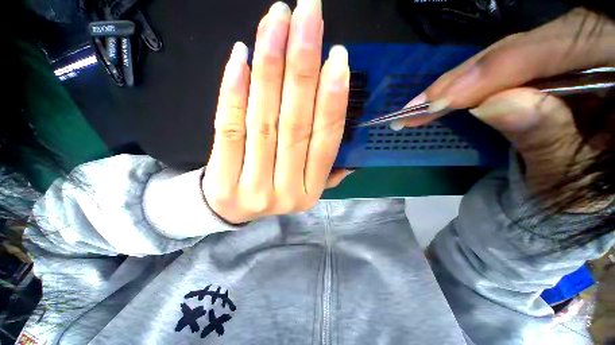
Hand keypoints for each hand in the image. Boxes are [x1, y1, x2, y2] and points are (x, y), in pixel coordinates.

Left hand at [202, 0, 350, 223]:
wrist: (230, 211)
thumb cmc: (270, 192)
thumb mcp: (303, 186)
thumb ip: (325, 169)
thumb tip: (348, 153)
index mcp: (309, 192)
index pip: (325, 143)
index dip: (332, 100)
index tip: (338, 58)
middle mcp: (286, 191)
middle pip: (295, 125)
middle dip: (303, 66)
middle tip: (308, 15)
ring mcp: (253, 187)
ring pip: (264, 121)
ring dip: (270, 66)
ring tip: (277, 22)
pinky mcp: (222, 179)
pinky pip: (229, 128)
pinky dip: (234, 90)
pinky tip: (241, 56)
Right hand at [394, 8, 614, 198]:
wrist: (581, 190)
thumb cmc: (582, 191)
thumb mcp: (571, 173)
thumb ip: (547, 137)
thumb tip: (491, 106)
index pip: (566, 46)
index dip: (505, 67)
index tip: (448, 98)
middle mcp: (594, 50)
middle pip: (530, 44)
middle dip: (472, 74)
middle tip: (424, 102)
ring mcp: (569, 54)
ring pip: (511, 51)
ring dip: (463, 79)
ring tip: (425, 103)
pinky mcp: (545, 65)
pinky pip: (505, 63)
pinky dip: (472, 81)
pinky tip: (447, 96)